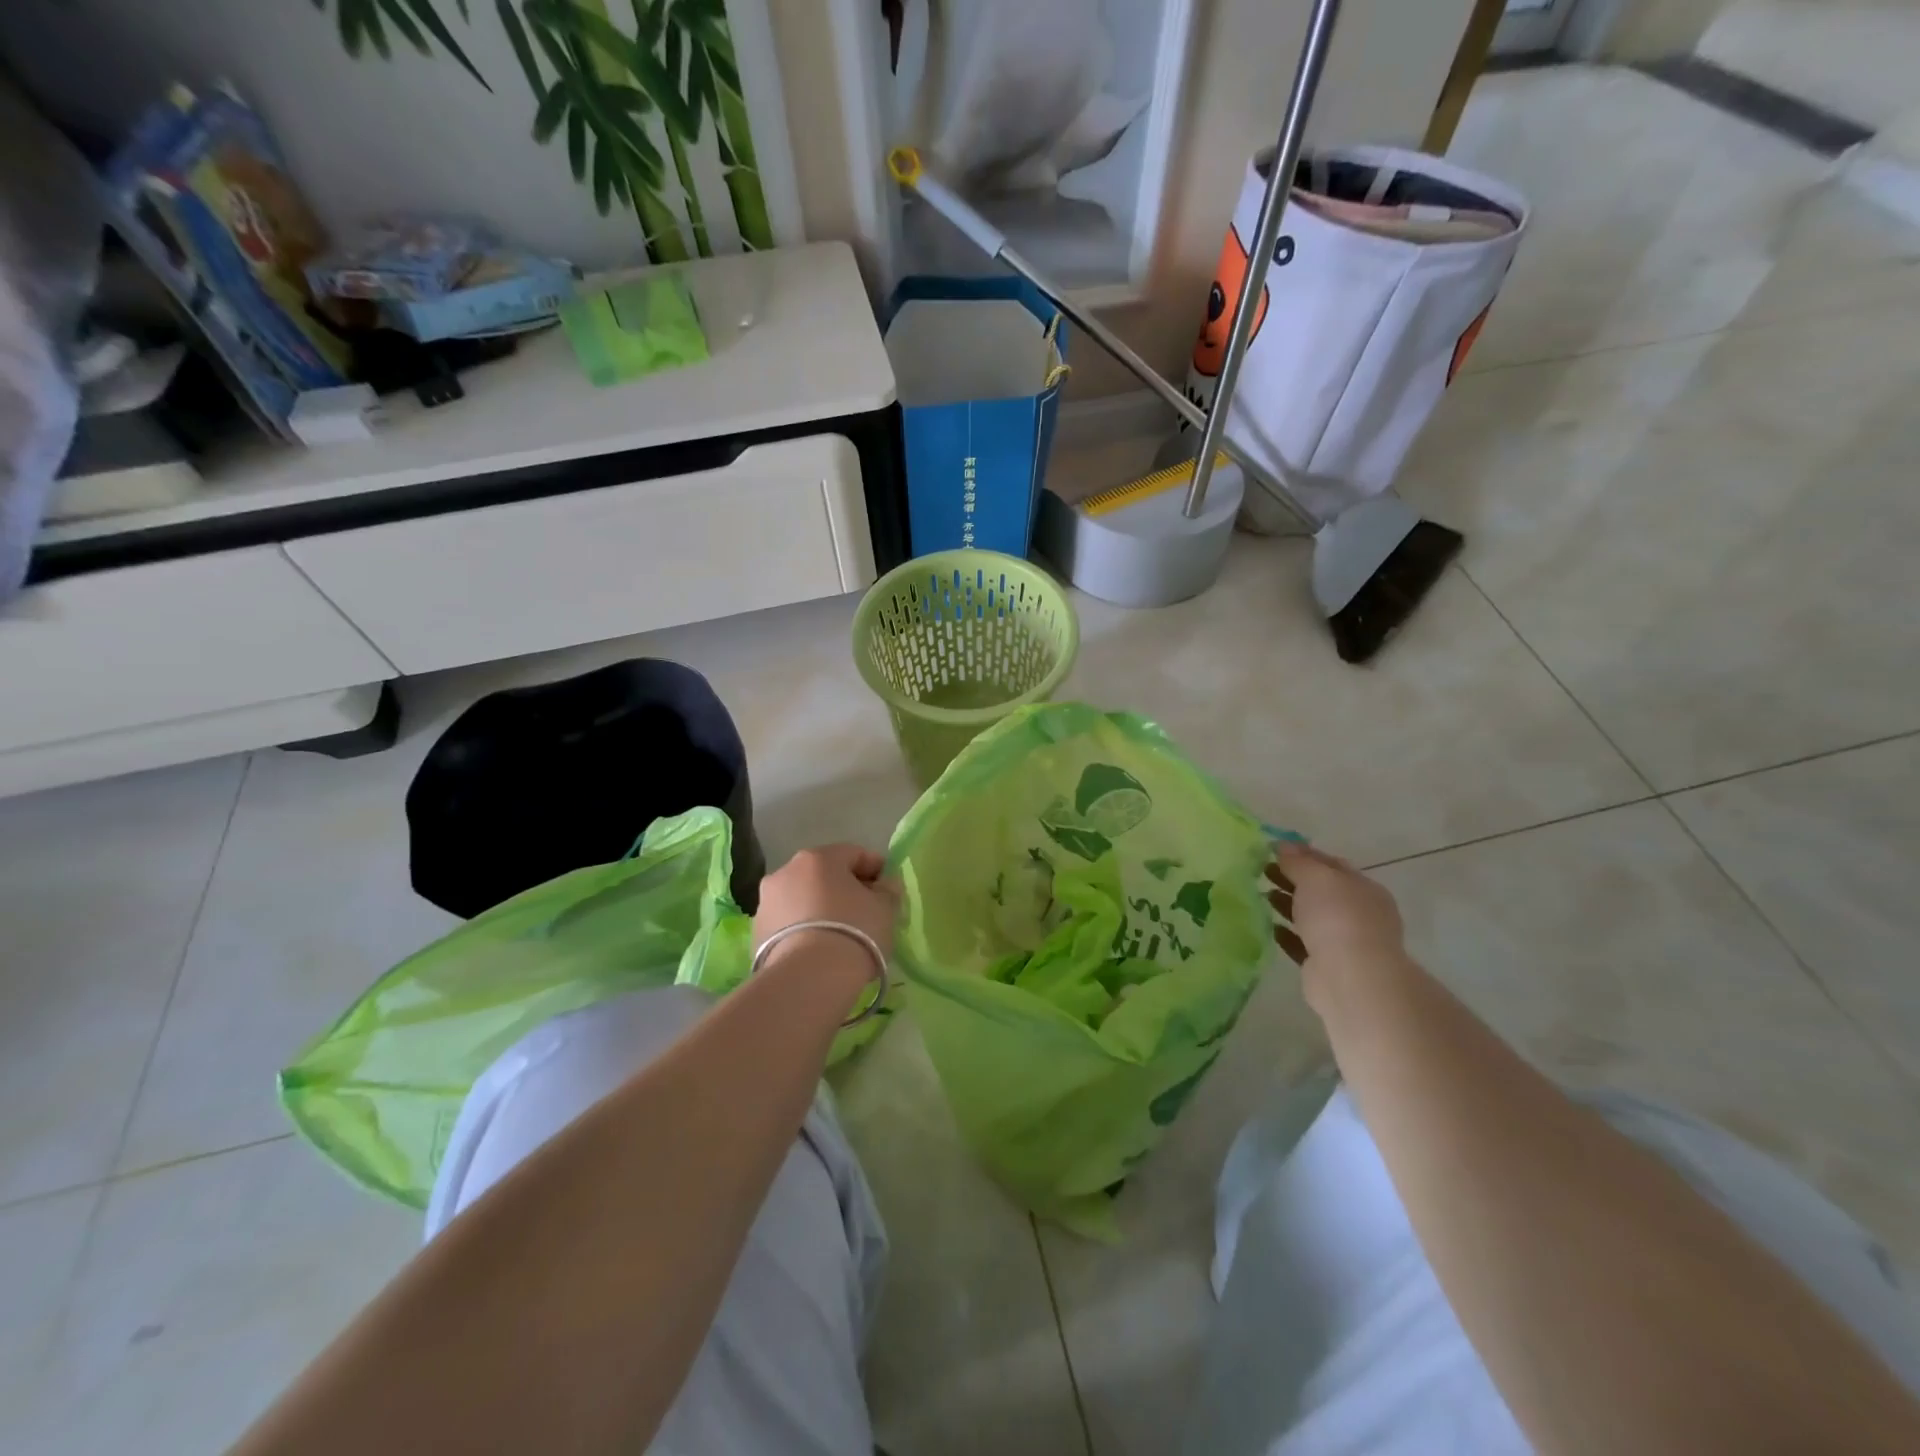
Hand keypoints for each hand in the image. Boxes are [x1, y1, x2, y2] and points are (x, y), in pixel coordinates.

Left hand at [754, 845, 900, 973]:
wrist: (808, 979)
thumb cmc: (855, 932)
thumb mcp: (885, 908)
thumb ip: (888, 890)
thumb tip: (884, 884)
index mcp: (818, 858)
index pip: (854, 854)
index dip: (876, 869)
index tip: (888, 890)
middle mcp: (786, 871)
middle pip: (824, 875)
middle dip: (845, 889)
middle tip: (866, 913)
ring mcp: (766, 902)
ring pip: (802, 899)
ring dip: (820, 909)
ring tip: (840, 936)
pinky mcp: (756, 933)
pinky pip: (788, 924)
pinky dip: (803, 930)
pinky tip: (818, 951)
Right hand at [1267, 841, 1406, 986]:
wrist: (1350, 978)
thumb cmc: (1337, 918)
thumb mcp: (1316, 878)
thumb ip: (1298, 861)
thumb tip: (1283, 845)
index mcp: (1363, 889)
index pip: (1331, 864)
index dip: (1303, 855)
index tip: (1272, 850)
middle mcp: (1358, 913)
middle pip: (1320, 890)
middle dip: (1292, 879)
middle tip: (1261, 870)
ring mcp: (1343, 941)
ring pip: (1310, 916)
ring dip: (1287, 904)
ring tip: (1260, 895)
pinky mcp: (1325, 965)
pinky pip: (1302, 943)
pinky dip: (1287, 933)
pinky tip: (1269, 926)